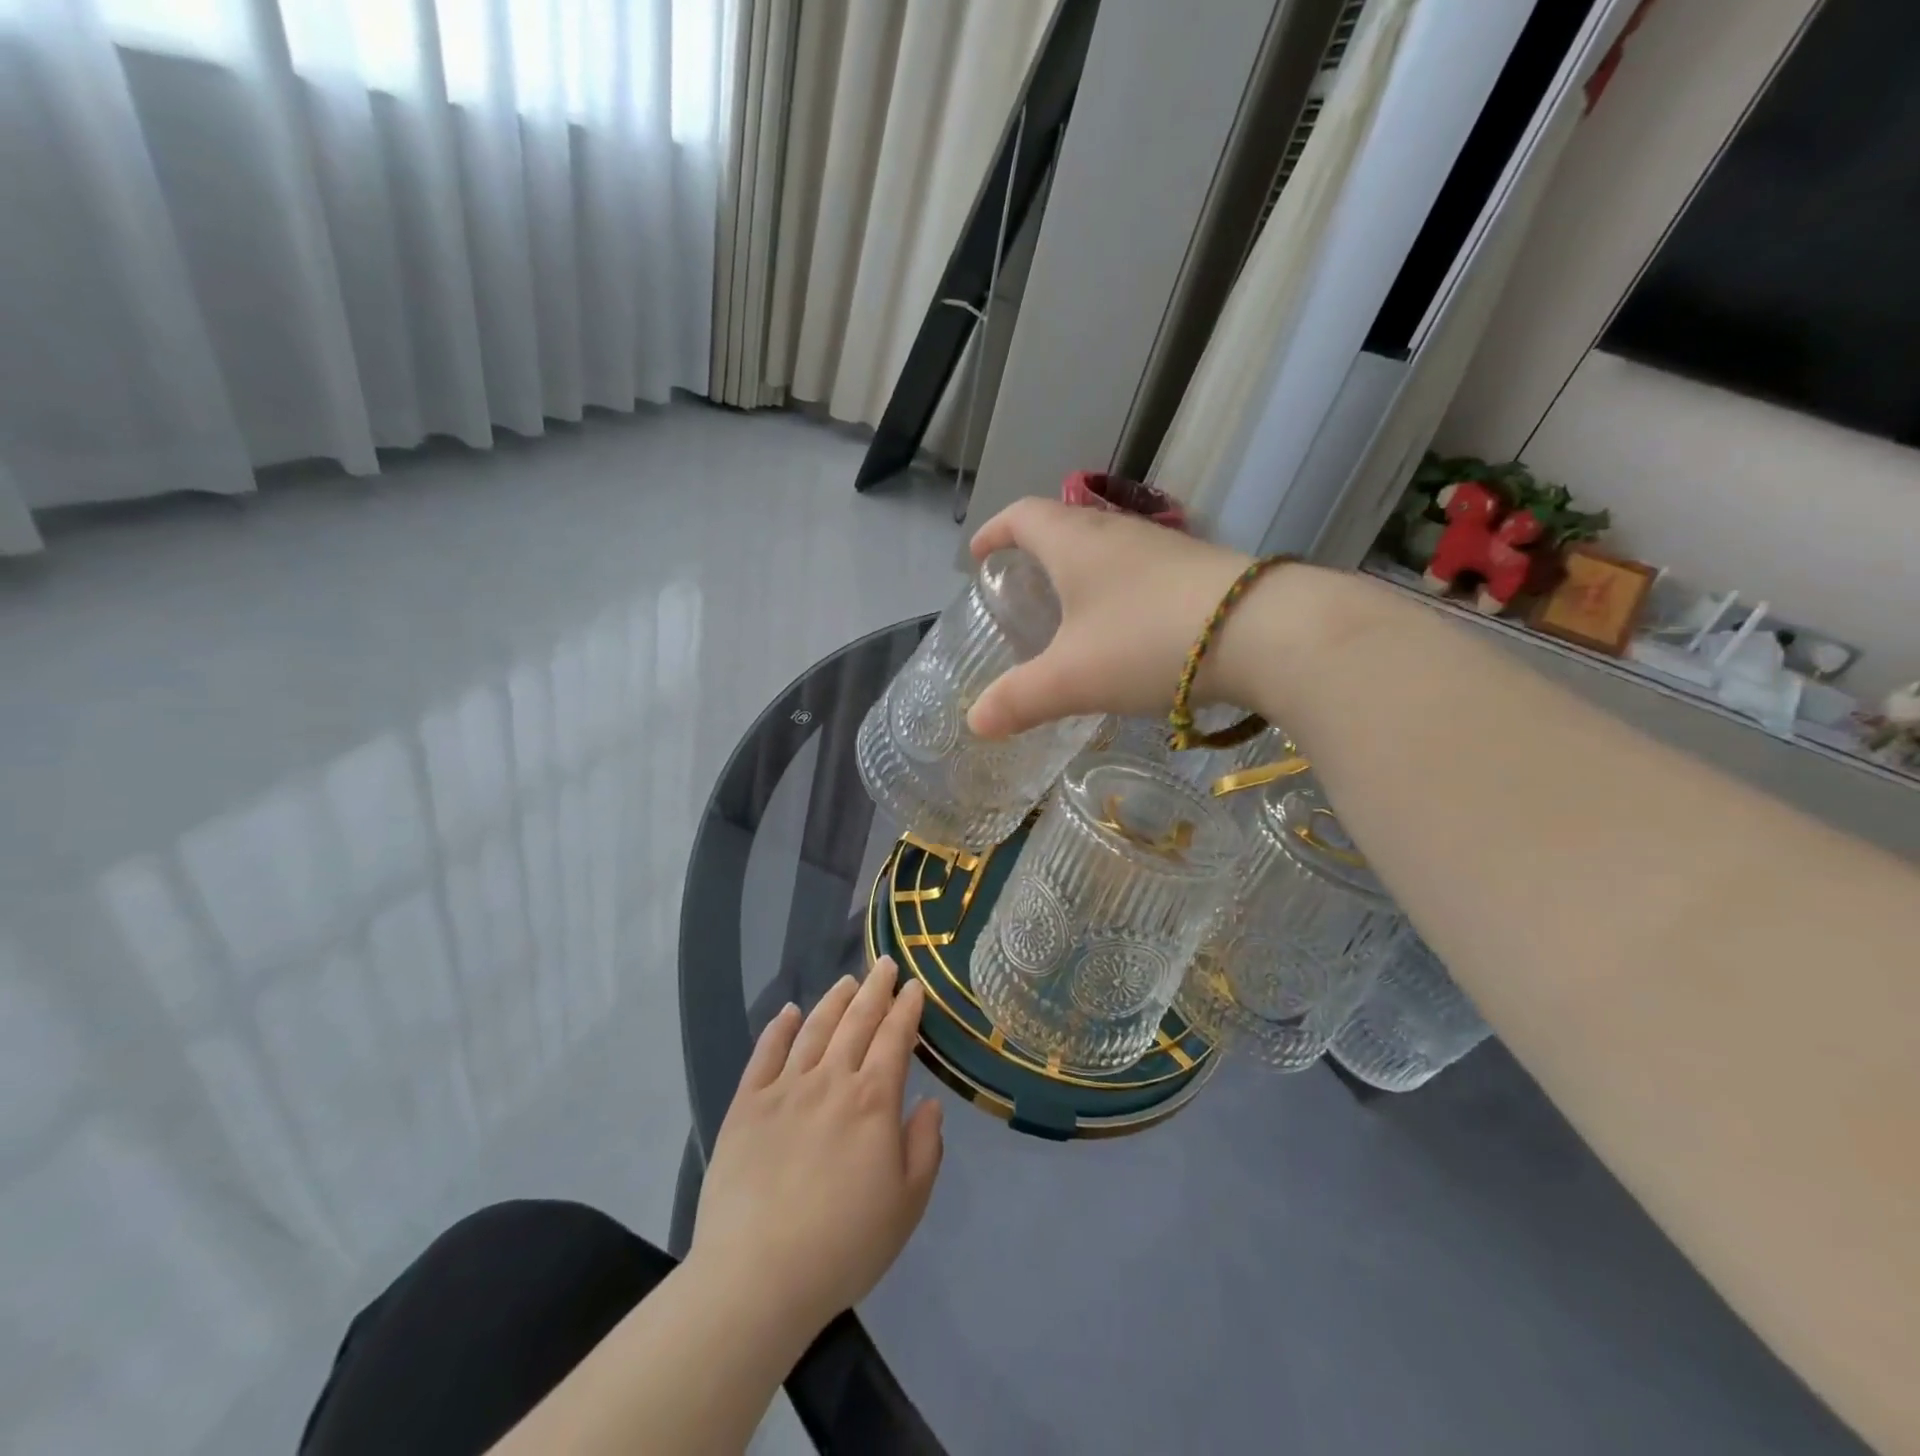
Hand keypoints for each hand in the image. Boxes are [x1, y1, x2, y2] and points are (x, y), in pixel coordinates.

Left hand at [689, 959, 943, 1342]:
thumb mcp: (907, 1205)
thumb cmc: (844, 1245)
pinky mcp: (746, 1105)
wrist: (757, 1276)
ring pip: (814, 1029)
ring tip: (847, 981)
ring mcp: (785, 1088)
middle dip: (875, 989)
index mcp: (873, 1101)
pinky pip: (765, 1053)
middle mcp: (831, 1080)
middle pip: (857, 1021)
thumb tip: (930, 1102)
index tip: (914, 987)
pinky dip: (779, 1028)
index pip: (894, 1039)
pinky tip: (789, 1012)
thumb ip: (925, 1147)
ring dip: (834, 1000)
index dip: (906, 1009)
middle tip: (885, 964)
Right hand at [964, 498, 1254, 737]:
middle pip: (1066, 527)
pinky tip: (1129, 632)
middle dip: (1036, 553)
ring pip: (1108, 549)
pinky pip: (1143, 572)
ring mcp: (1165, 548)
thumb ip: (1019, 699)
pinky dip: (1120, 592)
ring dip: (1082, 573)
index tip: (978, 556)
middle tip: (1022, 590)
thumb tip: (975, 722)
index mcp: (1075, 542)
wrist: (1266, 632)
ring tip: (1071, 614)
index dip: (994, 532)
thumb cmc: (1147, 642)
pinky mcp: (1201, 570)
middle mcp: (1118, 532)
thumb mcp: (1072, 679)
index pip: (1022, 516)